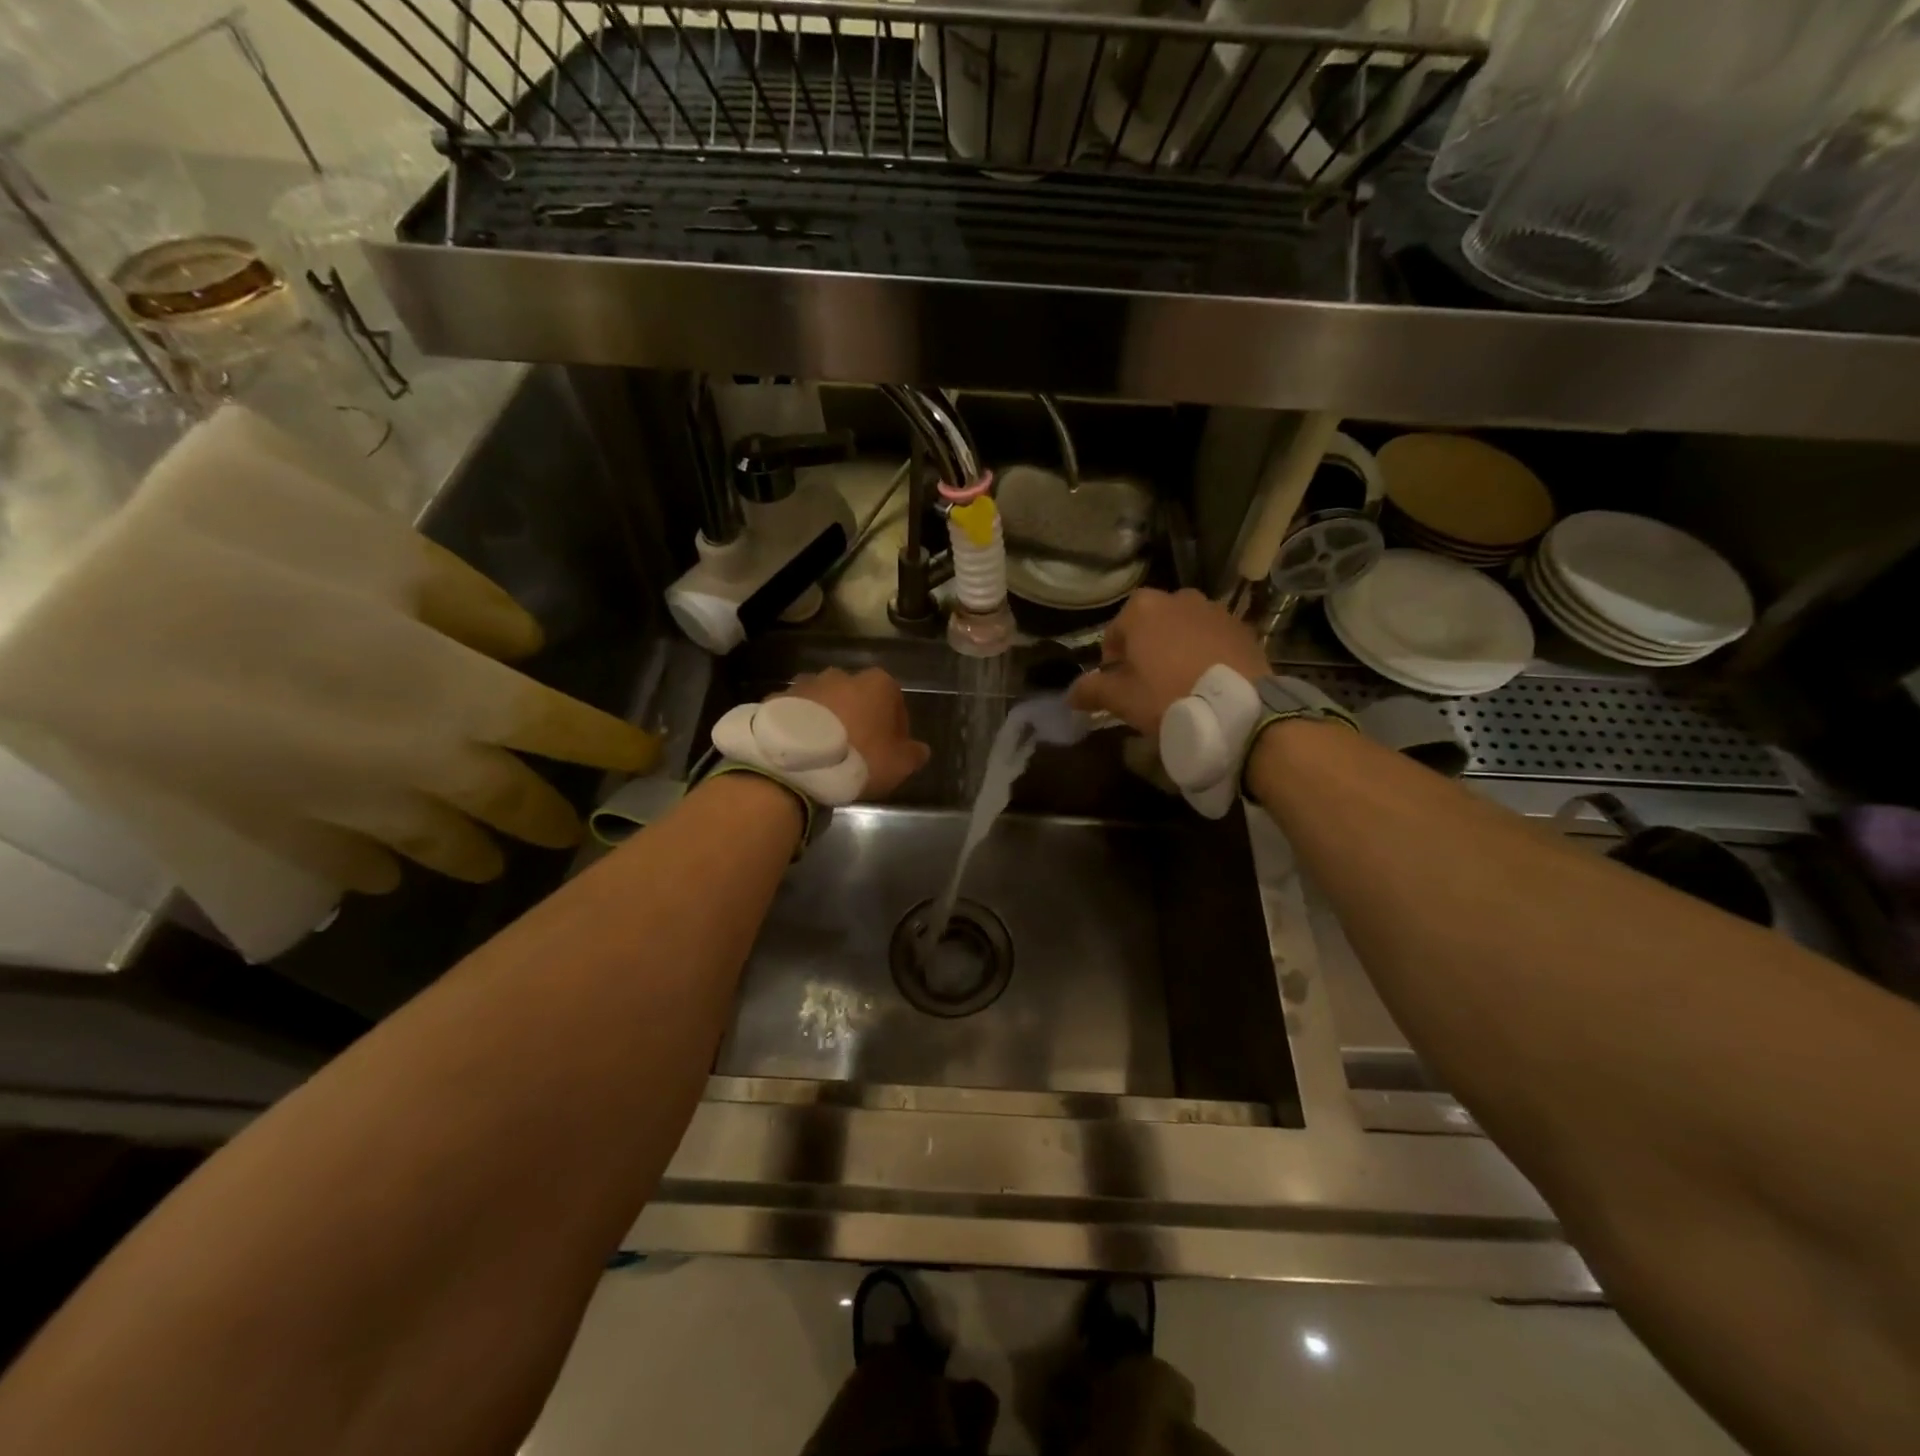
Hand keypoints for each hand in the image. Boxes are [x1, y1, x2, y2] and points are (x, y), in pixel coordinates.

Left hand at [781, 667, 930, 798]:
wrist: (795, 762)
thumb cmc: (858, 759)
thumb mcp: (898, 765)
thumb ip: (914, 754)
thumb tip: (920, 749)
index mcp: (877, 684)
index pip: (895, 701)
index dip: (895, 727)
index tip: (890, 749)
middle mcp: (842, 675)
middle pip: (858, 697)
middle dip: (859, 717)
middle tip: (857, 750)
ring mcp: (806, 684)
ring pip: (825, 702)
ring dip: (828, 719)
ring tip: (824, 751)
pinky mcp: (777, 698)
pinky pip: (796, 713)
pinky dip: (800, 726)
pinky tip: (800, 750)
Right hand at [1068, 588, 1268, 736]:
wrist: (1238, 708)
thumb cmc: (1168, 696)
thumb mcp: (1122, 699)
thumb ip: (1092, 690)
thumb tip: (1071, 694)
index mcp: (1142, 608)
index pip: (1114, 633)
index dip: (1112, 662)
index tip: (1119, 687)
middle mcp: (1177, 598)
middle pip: (1150, 626)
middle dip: (1146, 650)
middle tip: (1148, 685)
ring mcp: (1213, 609)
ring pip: (1183, 630)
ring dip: (1176, 649)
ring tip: (1180, 682)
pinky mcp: (1241, 627)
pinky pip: (1212, 638)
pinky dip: (1205, 653)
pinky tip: (1207, 680)